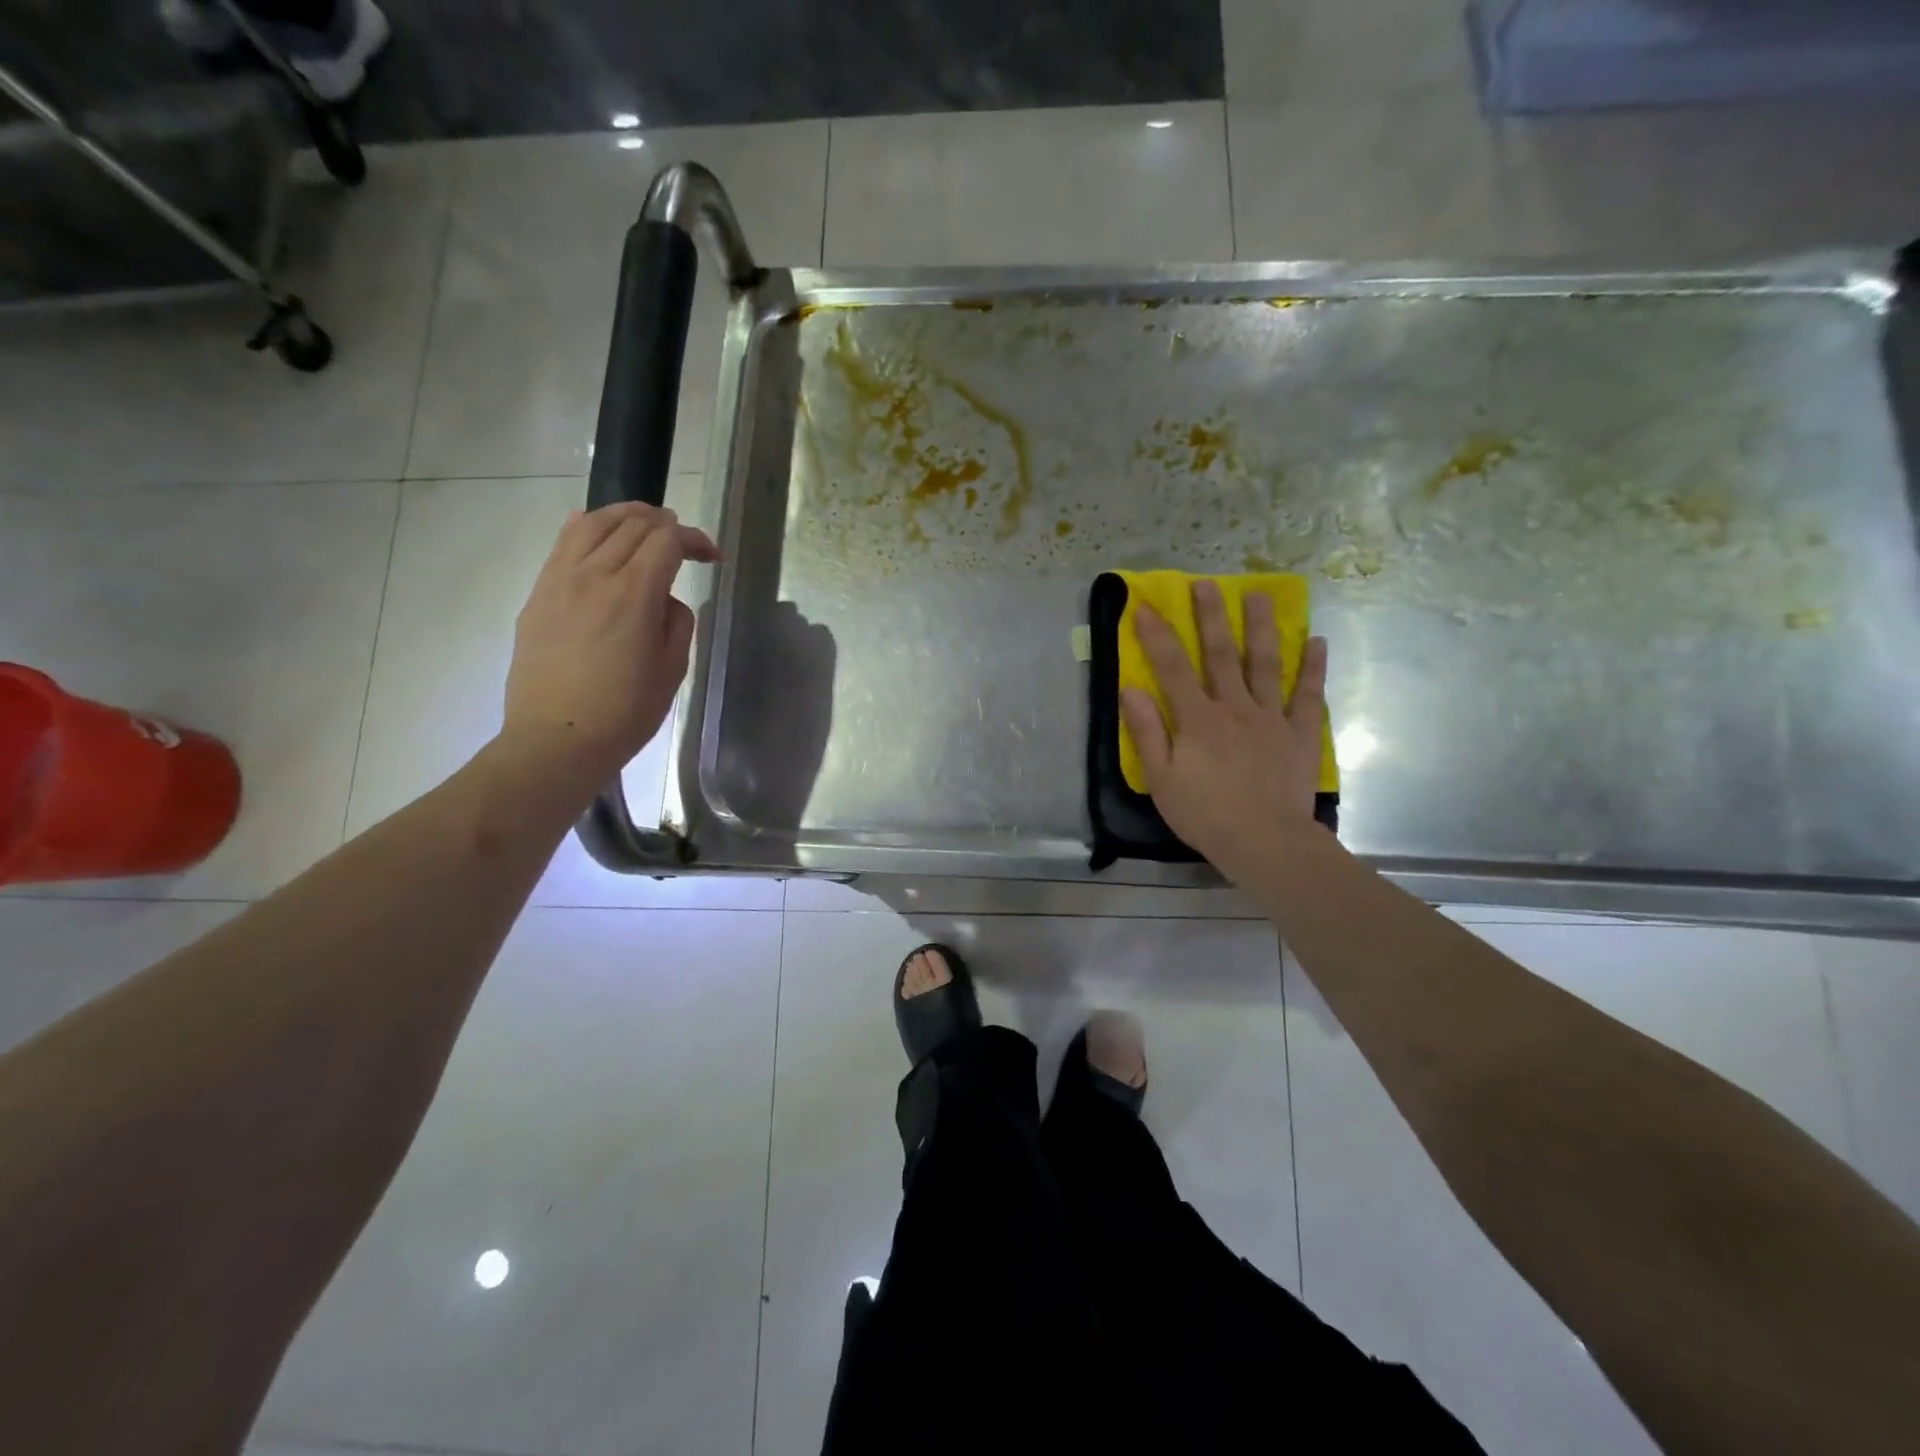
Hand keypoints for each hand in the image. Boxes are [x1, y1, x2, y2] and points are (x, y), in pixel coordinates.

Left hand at [504, 503, 719, 781]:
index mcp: (634, 594)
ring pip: (592, 524)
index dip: (694, 540)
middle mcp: (594, 575)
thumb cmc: (625, 712)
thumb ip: (676, 623)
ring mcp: (559, 581)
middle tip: (682, 539)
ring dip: (623, 515)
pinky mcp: (538, 595)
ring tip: (642, 521)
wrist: (557, 739)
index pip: (667, 541)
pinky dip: (586, 527)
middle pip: (631, 525)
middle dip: (664, 524)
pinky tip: (596, 530)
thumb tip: (664, 600)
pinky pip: (562, 544)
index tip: (711, 557)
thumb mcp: (671, 670)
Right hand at [1120, 581, 1327, 882]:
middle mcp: (1234, 707)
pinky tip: (1317, 641)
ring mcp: (1271, 717)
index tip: (1146, 605)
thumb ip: (1146, 731)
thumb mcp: (1161, 778)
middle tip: (1207, 583)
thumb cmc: (1205, 813)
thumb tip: (1130, 689)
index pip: (1171, 667)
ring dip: (1261, 627)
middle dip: (1211, 616)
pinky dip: (1313, 668)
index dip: (1157, 635)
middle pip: (1221, 653)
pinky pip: (1308, 696)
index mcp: (1197, 719)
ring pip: (1265, 664)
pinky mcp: (1300, 734)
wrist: (1265, 842)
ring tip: (1259, 594)